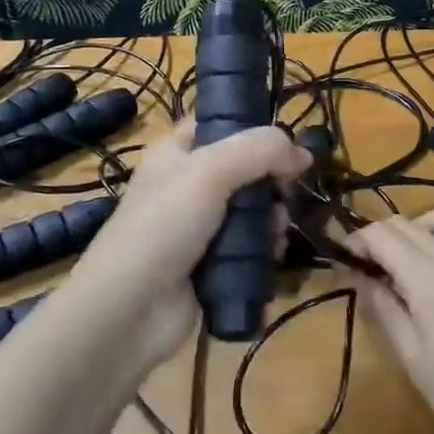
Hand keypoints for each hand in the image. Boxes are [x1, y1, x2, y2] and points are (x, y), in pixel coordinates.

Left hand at [59, 117, 310, 374]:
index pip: (220, 125)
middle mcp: (188, 185)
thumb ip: (259, 151)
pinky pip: (250, 245)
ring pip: (252, 209)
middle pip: (245, 169)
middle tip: (287, 193)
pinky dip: (265, 247)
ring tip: (279, 229)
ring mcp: (200, 226)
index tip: (287, 146)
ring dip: (273, 217)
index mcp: (177, 152)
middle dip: (272, 180)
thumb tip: (303, 152)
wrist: (131, 308)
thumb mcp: (210, 172)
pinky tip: (274, 253)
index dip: (254, 129)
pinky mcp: (212, 262)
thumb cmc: (164, 226)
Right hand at [349, 207, 433, 433]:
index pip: (381, 236)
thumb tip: (360, 276)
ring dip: (420, 227)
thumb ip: (384, 307)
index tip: (342, 261)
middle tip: (366, 265)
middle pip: (408, 224)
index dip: (356, 242)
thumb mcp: (411, 355)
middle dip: (380, 236)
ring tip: (409, 258)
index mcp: (428, 276)